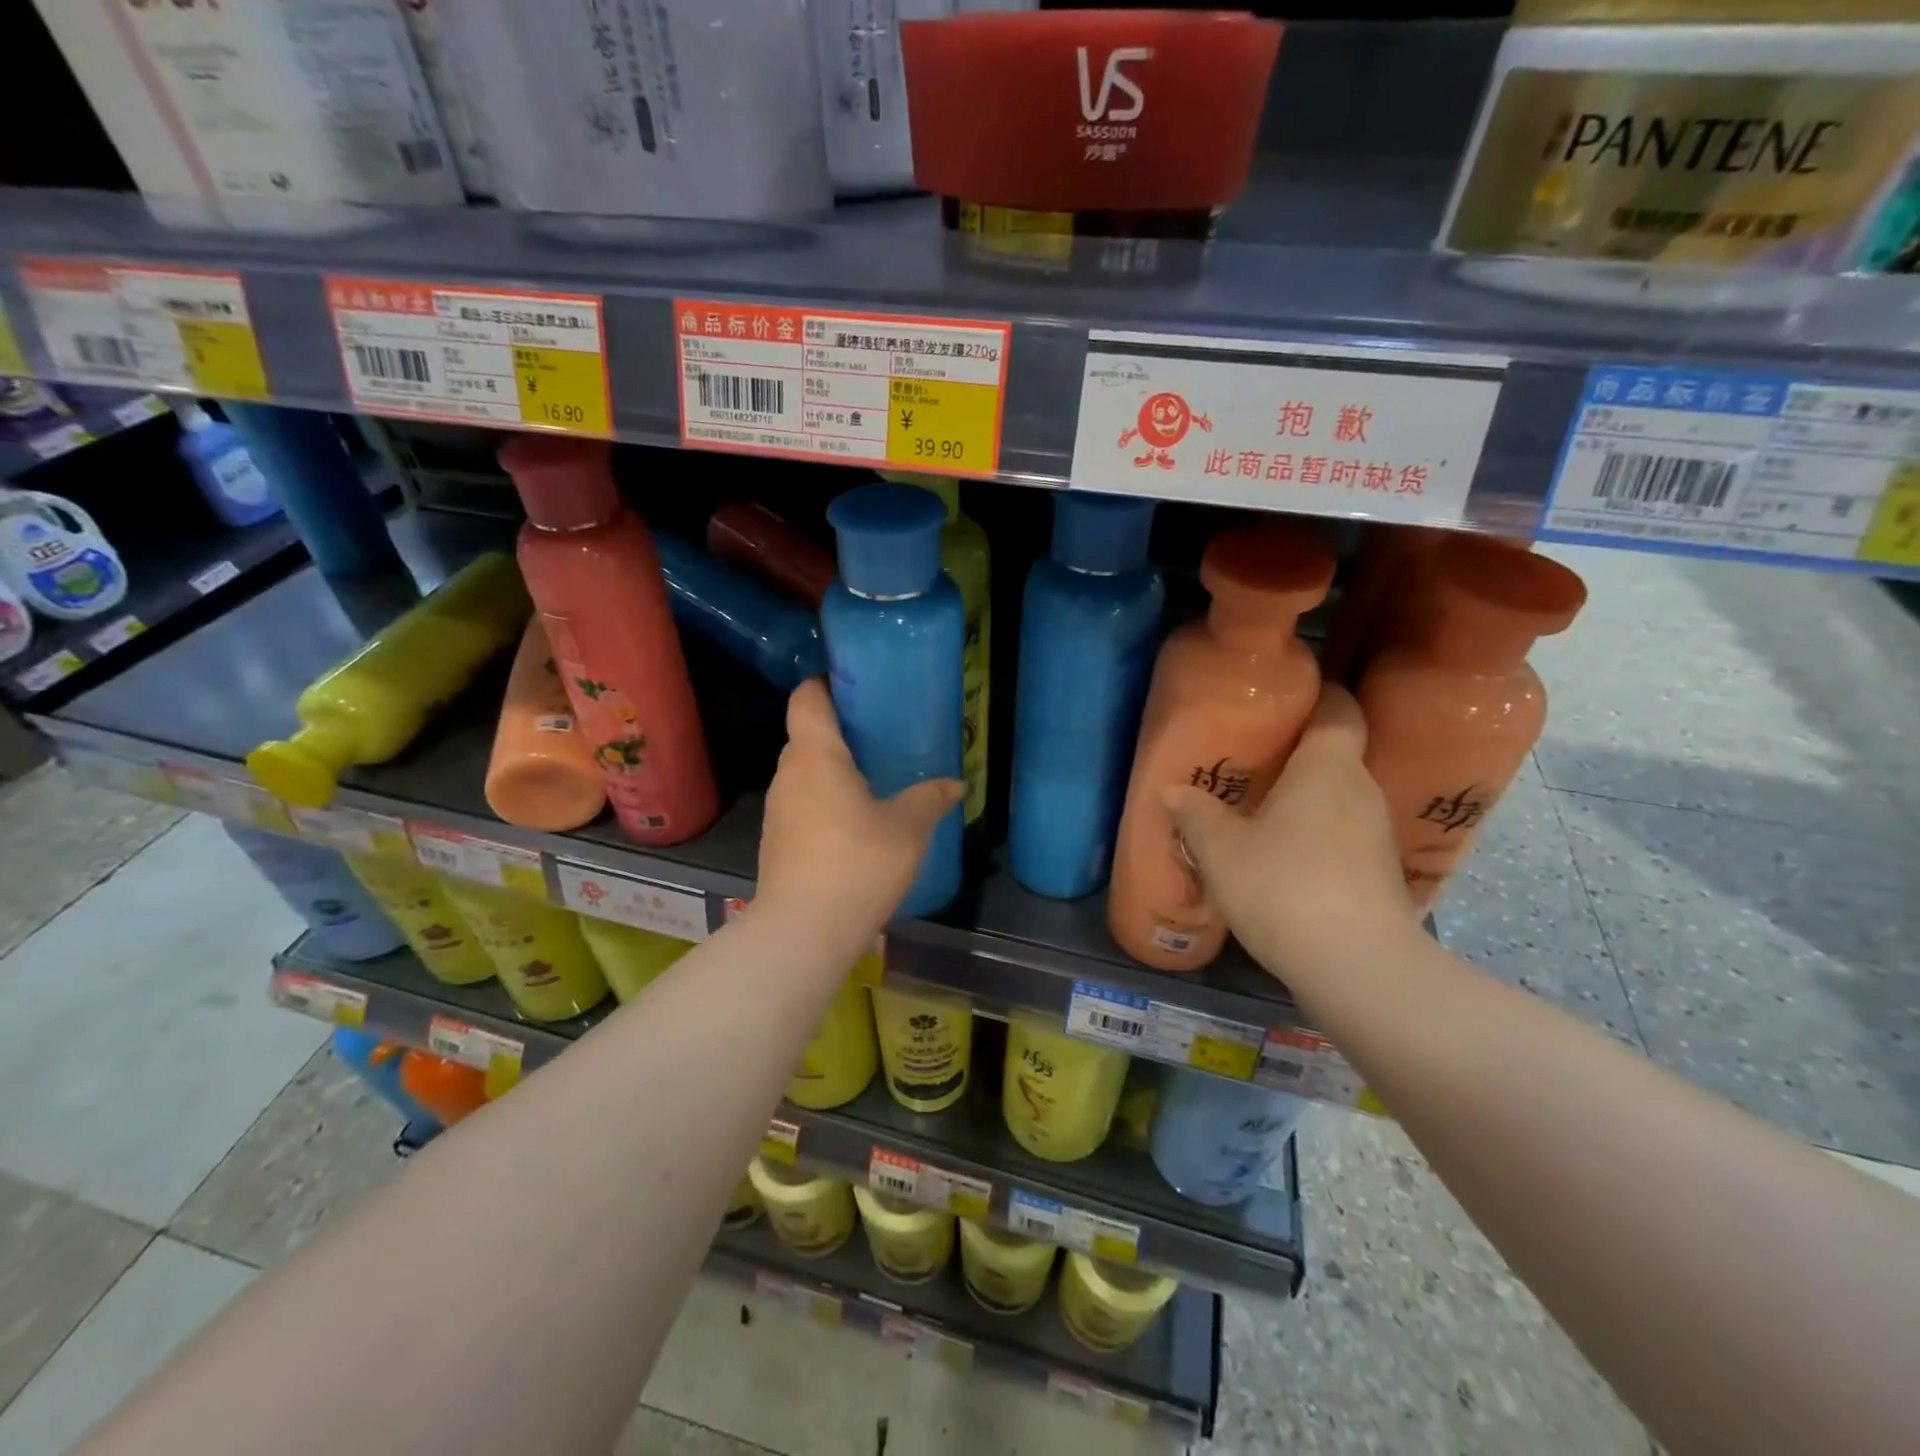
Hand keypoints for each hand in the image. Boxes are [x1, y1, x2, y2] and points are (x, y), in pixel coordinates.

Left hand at [757, 680, 962, 933]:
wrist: (803, 931)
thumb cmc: (857, 863)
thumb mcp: (907, 828)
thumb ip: (929, 799)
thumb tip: (954, 784)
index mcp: (815, 756)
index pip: (806, 698)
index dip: (826, 684)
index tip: (857, 687)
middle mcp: (788, 775)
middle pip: (806, 735)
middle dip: (840, 732)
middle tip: (881, 736)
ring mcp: (777, 810)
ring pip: (804, 774)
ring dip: (833, 772)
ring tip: (873, 780)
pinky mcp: (777, 842)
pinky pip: (802, 805)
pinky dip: (825, 802)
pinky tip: (855, 824)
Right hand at [1162, 684, 1413, 987]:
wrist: (1358, 968)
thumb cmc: (1284, 886)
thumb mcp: (1221, 849)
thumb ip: (1195, 814)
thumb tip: (1171, 791)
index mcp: (1328, 767)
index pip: (1338, 708)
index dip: (1317, 694)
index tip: (1282, 697)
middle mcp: (1361, 790)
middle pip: (1335, 753)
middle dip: (1296, 753)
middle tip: (1250, 758)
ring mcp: (1376, 834)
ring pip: (1337, 798)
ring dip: (1303, 799)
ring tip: (1257, 810)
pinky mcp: (1379, 873)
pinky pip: (1341, 834)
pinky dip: (1314, 835)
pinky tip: (1281, 857)